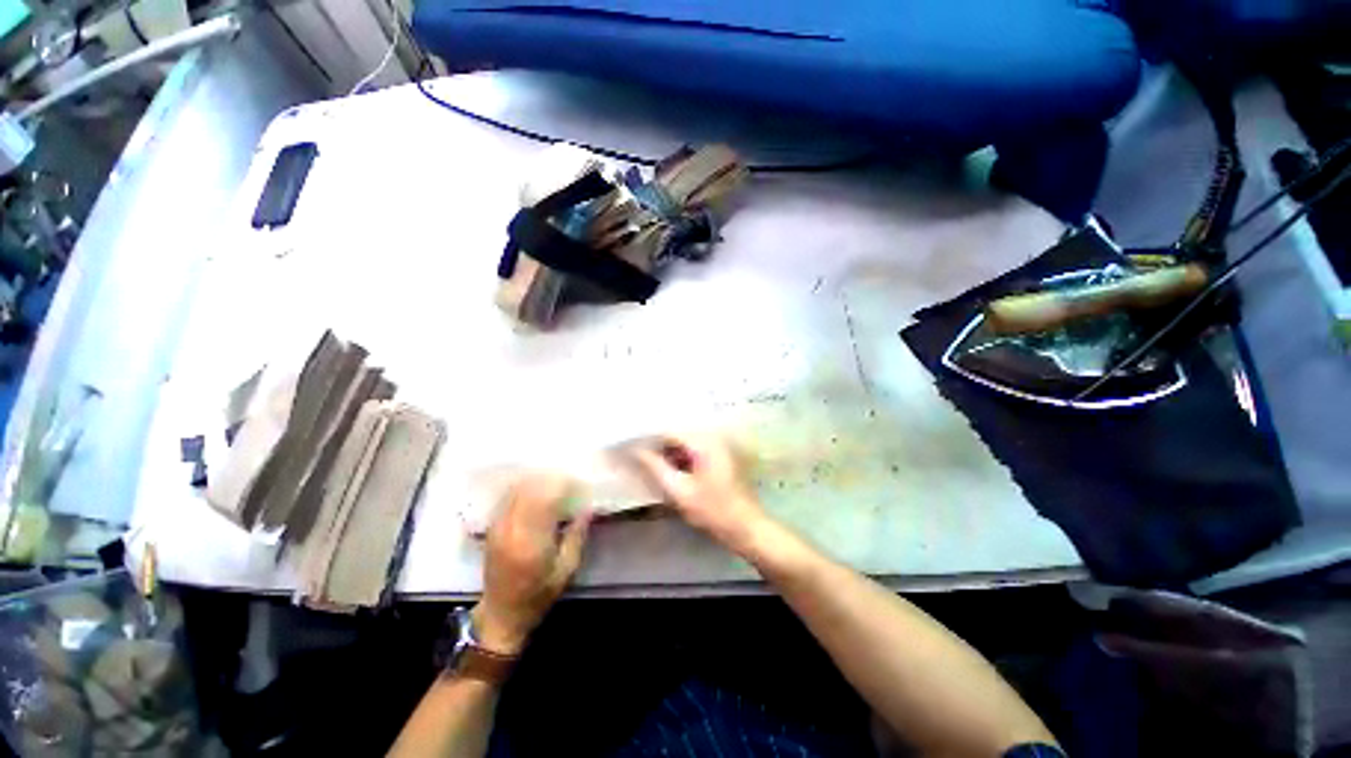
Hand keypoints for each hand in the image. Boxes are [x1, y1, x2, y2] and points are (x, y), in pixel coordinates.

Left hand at [476, 474, 590, 654]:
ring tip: (553, 482)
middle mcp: (512, 529)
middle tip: (568, 480)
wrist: (502, 613)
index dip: (562, 485)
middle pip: (530, 489)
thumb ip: (577, 535)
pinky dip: (523, 489)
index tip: (578, 484)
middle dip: (550, 480)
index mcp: (532, 541)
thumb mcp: (567, 569)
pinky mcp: (492, 527)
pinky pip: (508, 498)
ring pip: (517, 490)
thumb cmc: (539, 594)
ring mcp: (498, 527)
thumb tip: (588, 508)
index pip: (545, 498)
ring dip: (536, 481)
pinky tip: (536, 490)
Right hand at [627, 434, 770, 555]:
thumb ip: (655, 467)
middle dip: (655, 442)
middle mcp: (712, 437)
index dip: (646, 436)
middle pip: (676, 434)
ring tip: (644, 458)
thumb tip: (635, 450)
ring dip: (666, 450)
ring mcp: (717, 446)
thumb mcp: (679, 490)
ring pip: (684, 443)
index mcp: (703, 441)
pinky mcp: (719, 457)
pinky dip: (679, 457)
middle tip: (632, 451)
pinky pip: (693, 451)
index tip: (627, 443)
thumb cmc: (713, 510)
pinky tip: (665, 467)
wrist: (747, 528)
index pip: (667, 430)